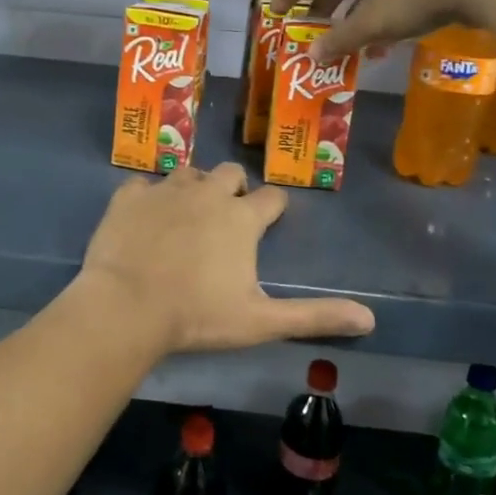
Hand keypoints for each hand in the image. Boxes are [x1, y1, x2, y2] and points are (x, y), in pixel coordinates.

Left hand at [78, 163, 374, 354]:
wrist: (126, 307)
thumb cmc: (197, 316)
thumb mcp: (261, 321)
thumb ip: (314, 316)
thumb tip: (369, 319)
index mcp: (241, 218)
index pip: (271, 198)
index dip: (273, 208)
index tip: (268, 220)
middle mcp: (207, 192)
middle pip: (231, 173)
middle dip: (234, 189)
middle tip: (225, 217)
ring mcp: (165, 190)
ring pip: (188, 173)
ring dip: (193, 188)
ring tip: (187, 215)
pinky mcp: (128, 196)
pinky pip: (143, 184)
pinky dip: (148, 196)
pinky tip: (144, 217)